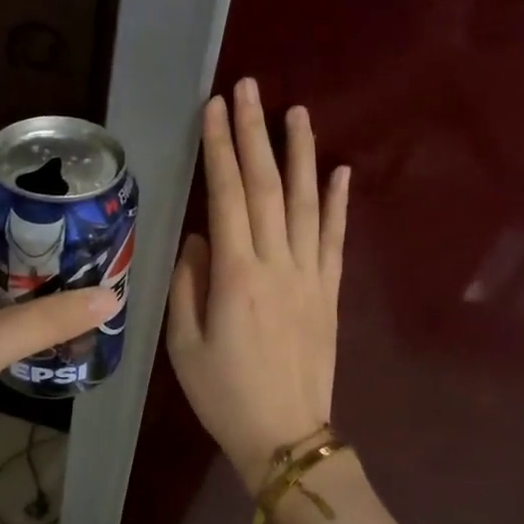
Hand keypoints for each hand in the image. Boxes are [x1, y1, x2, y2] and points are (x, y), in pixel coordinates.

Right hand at [166, 78, 348, 489]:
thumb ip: (190, 284)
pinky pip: (336, 238)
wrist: (285, 435)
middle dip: (255, 133)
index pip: (227, 196)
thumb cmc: (223, 394)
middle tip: (249, 88)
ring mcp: (311, 276)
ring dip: (300, 154)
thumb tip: (200, 237)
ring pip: (307, 202)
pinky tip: (339, 170)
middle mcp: (278, 264)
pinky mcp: (331, 291)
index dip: (220, 148)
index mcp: (236, 276)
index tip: (215, 108)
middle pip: (267, 187)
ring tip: (295, 112)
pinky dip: (339, 202)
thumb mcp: (184, 344)